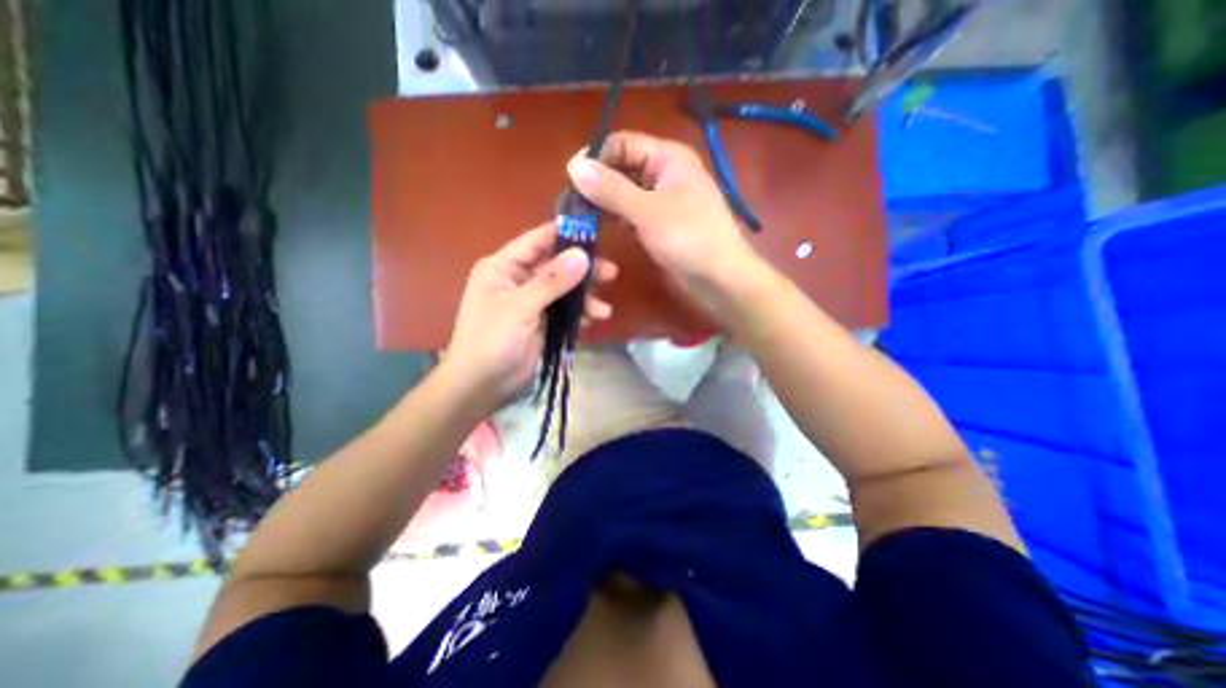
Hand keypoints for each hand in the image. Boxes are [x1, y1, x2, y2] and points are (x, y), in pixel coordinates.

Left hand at [443, 223, 616, 411]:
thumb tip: (582, 255)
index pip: (537, 242)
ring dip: (585, 298)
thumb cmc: (492, 340)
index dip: (564, 235)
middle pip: (556, 266)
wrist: (482, 385)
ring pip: (564, 290)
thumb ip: (552, 281)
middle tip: (611, 272)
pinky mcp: (542, 322)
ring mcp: (532, 302)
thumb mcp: (520, 307)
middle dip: (583, 271)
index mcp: (504, 267)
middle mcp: (518, 280)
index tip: (595, 233)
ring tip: (604, 309)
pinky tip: (593, 321)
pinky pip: (565, 311)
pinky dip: (579, 314)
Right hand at [566, 132, 763, 302]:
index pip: (622, 143)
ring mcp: (662, 201)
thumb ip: (611, 189)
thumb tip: (574, 166)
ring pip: (626, 193)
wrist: (719, 278)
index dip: (596, 157)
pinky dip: (617, 218)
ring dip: (605, 202)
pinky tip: (601, 228)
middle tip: (571, 202)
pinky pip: (632, 213)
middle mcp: (664, 173)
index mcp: (667, 158)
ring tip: (580, 216)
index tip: (570, 178)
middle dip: (598, 182)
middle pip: (622, 167)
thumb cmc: (689, 238)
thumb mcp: (647, 211)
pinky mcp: (660, 224)